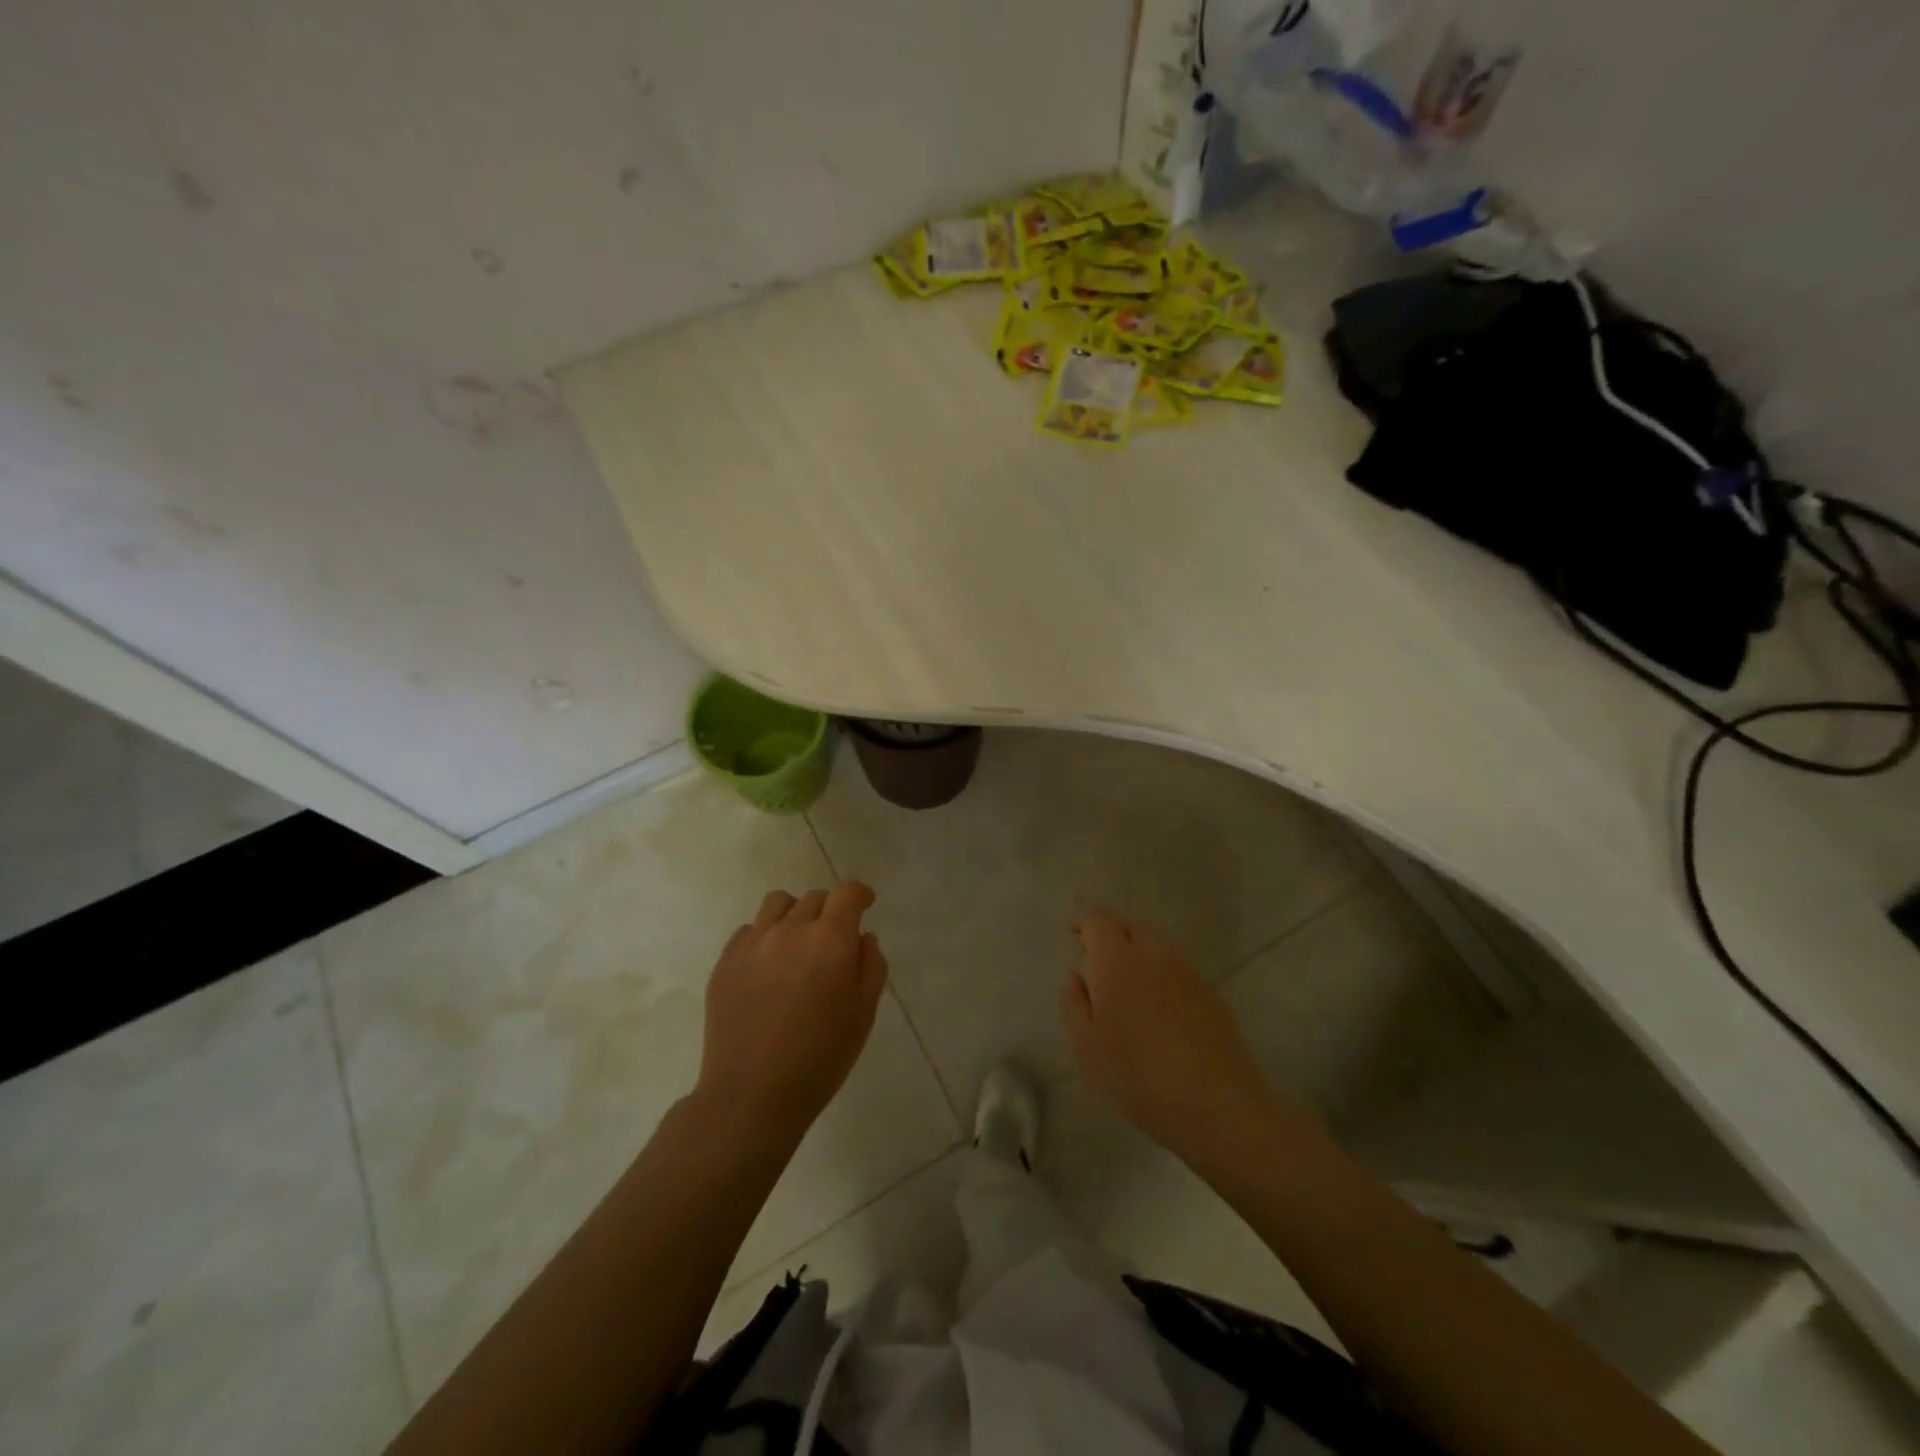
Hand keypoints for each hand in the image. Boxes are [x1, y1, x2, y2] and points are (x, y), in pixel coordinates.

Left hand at [696, 883, 888, 1142]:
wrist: (752, 1094)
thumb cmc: (820, 1057)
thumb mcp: (863, 1014)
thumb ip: (871, 966)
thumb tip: (863, 937)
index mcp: (829, 939)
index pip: (847, 894)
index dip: (859, 894)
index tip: (865, 904)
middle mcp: (790, 930)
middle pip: (814, 898)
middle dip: (830, 910)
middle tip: (833, 940)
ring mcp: (753, 943)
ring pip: (778, 904)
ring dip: (795, 914)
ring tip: (797, 943)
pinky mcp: (725, 962)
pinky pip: (748, 930)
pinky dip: (764, 937)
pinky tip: (768, 968)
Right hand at [1062, 909, 1275, 1158]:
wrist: (1215, 1103)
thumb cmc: (1137, 1075)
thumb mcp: (1086, 1046)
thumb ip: (1074, 1003)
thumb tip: (1076, 976)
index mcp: (1117, 961)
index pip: (1099, 920)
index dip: (1085, 924)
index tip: (1075, 939)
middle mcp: (1154, 954)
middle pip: (1132, 926)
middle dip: (1113, 936)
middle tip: (1100, 966)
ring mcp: (1187, 971)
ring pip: (1158, 946)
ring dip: (1140, 955)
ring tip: (1130, 989)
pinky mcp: (1211, 993)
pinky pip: (1179, 969)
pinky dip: (1163, 975)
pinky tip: (1160, 1011)